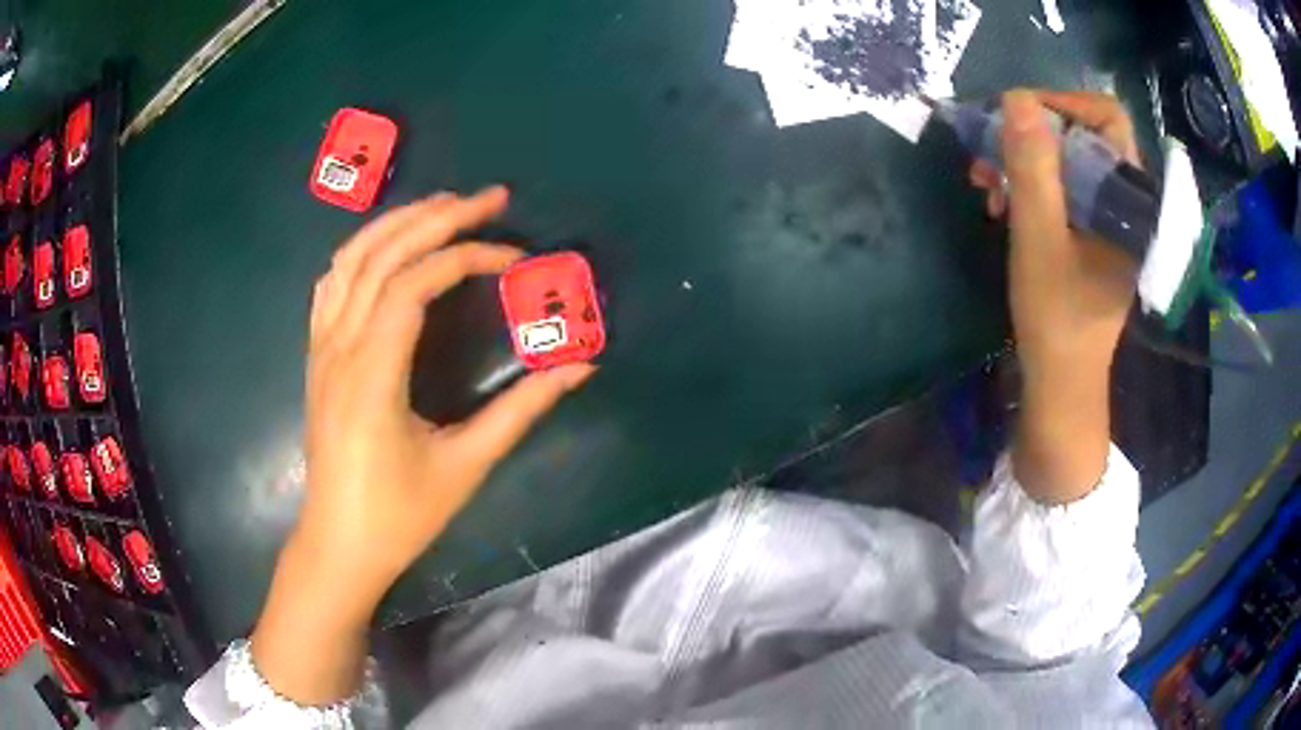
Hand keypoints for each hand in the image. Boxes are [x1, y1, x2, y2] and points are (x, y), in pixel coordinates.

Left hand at [252, 187, 592, 703]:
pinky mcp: (317, 356)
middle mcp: (339, 347)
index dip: (466, 257)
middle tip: (490, 198)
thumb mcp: (466, 465)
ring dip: (397, 223)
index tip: (514, 259)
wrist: (340, 544)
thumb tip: (580, 366)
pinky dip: (362, 250)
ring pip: (350, 260)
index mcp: (372, 373)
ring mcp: (321, 348)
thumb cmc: (400, 515)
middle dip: (437, 217)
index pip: (415, 284)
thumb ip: (522, 409)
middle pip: (382, 255)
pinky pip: (332, 284)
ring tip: (443, 205)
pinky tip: (387, 246)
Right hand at [968, 90, 1138, 502]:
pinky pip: (1060, 184)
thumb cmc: (1058, 318)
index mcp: (1128, 199)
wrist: (1062, 380)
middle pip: (1082, 133)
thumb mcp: (1039, 240)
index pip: (1106, 118)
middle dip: (1031, 132)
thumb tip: (1015, 97)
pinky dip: (1028, 182)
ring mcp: (1106, 215)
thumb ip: (1032, 169)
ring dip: (1022, 158)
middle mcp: (1123, 199)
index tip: (1016, 114)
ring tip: (984, 180)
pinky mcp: (1090, 229)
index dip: (1063, 103)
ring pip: (1066, 157)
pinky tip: (1000, 200)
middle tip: (988, 148)